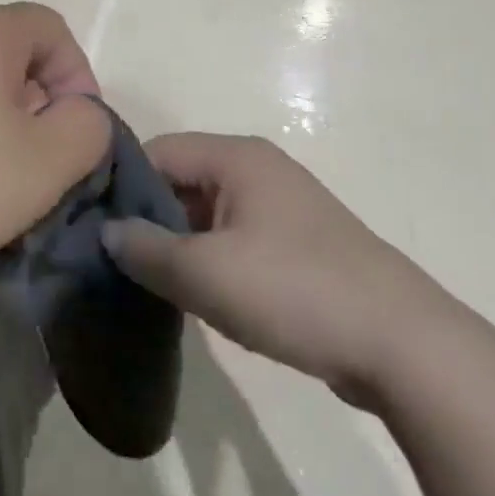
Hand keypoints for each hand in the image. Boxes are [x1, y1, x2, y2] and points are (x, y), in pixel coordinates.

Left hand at [0, 4, 109, 292]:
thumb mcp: (43, 160)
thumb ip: (87, 132)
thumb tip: (80, 118)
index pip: (54, 30)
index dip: (78, 78)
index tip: (75, 135)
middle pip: (18, 71)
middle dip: (42, 122)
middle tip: (42, 175)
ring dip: (2, 153)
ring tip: (1, 205)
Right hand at [101, 134, 442, 402]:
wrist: (403, 344)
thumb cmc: (295, 290)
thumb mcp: (206, 273)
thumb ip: (147, 249)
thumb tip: (107, 232)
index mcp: (237, 157)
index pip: (158, 151)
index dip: (121, 185)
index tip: (91, 225)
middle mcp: (258, 169)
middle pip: (182, 180)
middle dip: (148, 218)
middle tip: (115, 261)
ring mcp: (281, 206)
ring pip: (207, 213)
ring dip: (178, 244)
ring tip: (147, 282)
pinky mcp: (296, 244)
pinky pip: (235, 238)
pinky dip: (210, 260)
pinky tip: (195, 296)